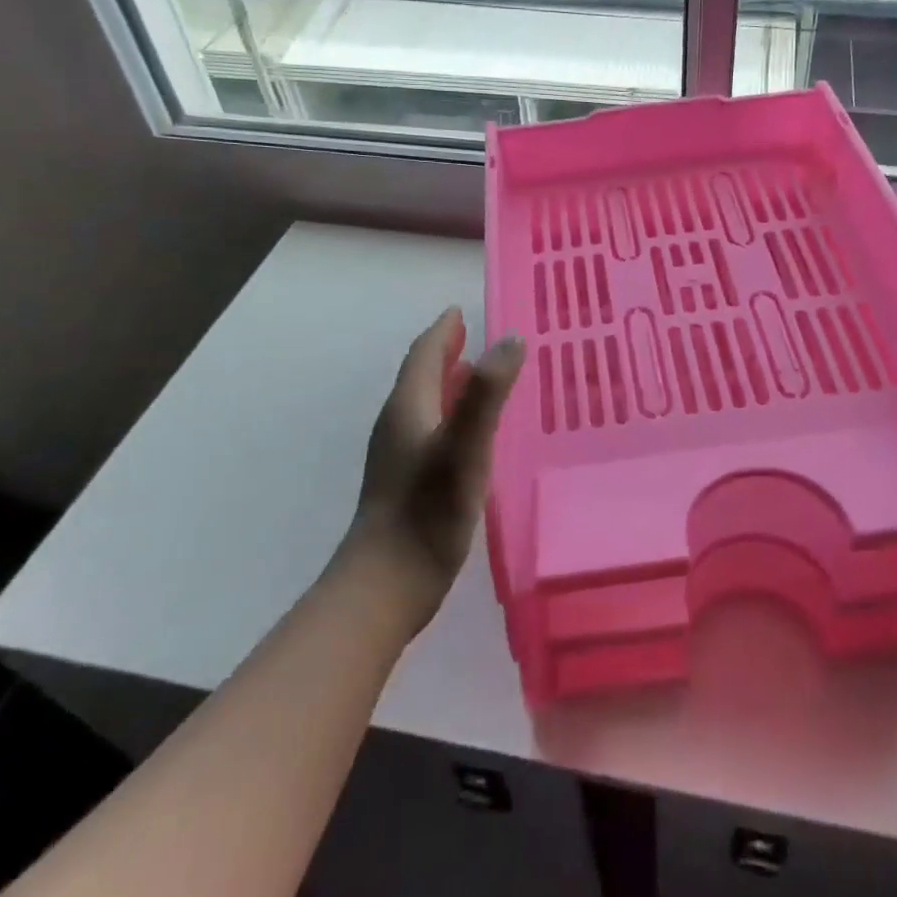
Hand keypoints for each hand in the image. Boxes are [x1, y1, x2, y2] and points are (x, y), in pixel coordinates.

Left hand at [345, 308, 525, 627]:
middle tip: (473, 335)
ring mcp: (399, 456)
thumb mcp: (465, 447)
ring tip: (478, 374)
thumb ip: (487, 393)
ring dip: (449, 383)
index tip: (459, 310)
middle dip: (446, 352)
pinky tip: (471, 433)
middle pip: (422, 376)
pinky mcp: (406, 483)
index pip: (423, 355)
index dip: (442, 331)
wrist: (385, 586)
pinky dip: (451, 414)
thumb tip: (510, 339)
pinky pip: (431, 429)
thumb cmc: (427, 512)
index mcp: (408, 408)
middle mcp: (399, 424)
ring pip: (425, 404)